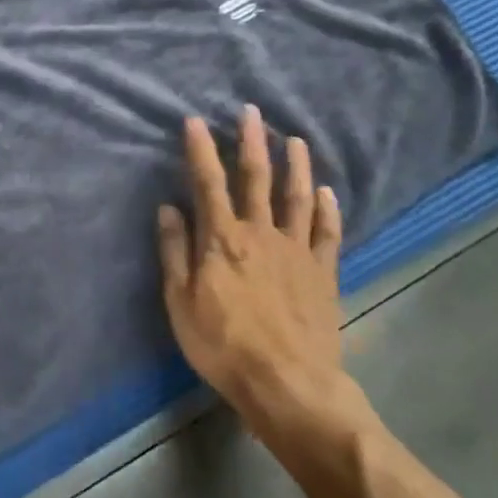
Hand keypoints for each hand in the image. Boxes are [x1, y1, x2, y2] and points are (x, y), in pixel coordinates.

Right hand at [158, 106, 355, 432]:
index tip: (195, 121)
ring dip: (295, 166)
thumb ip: (175, 251)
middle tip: (252, 112)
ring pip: (297, 197)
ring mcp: (296, 251)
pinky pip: (327, 233)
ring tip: (295, 140)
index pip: (208, 183)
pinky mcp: (322, 273)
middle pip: (256, 178)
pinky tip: (328, 192)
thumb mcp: (180, 303)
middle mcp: (261, 233)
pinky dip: (328, 209)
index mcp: (223, 239)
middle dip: (252, 142)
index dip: (201, 149)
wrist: (288, 385)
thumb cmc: (224, 345)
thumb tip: (168, 208)